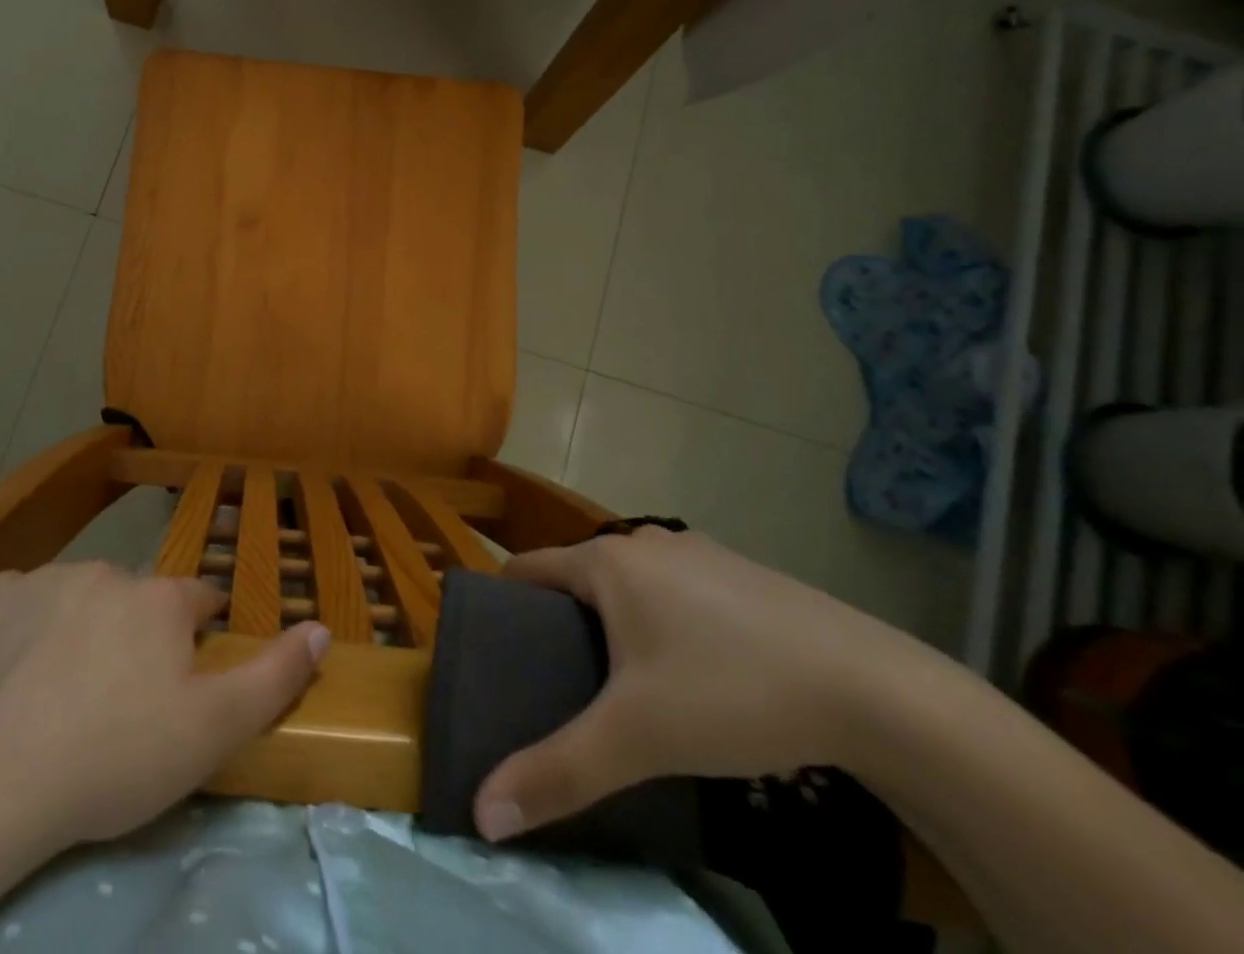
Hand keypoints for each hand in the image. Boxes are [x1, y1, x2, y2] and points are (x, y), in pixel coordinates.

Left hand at [0, 562, 328, 854]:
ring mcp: (45, 578)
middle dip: (135, 634)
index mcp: (161, 599)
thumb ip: (274, 675)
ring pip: (77, 597)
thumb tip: (321, 627)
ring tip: (59, 692)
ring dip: (79, 627)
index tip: (184, 672)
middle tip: (117, 698)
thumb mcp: (211, 731)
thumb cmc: (113, 757)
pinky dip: (21, 627)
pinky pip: (18, 603)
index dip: (196, 633)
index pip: (198, 600)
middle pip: (135, 599)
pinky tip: (8, 672)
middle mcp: (109, 572)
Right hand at [474, 528, 934, 841]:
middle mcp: (645, 542)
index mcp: (608, 561)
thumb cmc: (733, 693)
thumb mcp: (639, 739)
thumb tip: (482, 814)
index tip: (492, 647)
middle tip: (552, 679)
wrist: (875, 690)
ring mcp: (698, 553)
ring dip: (611, 619)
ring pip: (630, 583)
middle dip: (558, 619)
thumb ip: (559, 772)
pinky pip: (675, 590)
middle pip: (578, 575)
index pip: (527, 568)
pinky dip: (660, 619)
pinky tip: (688, 672)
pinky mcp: (741, 574)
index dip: (502, 603)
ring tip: (615, 683)